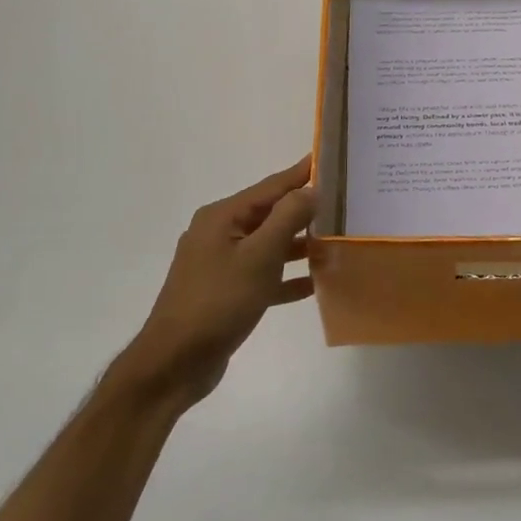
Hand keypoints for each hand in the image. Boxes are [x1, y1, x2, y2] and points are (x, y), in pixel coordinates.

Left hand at [115, 156, 316, 408]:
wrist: (176, 361)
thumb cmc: (218, 302)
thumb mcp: (259, 256)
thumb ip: (287, 218)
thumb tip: (310, 189)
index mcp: (222, 217)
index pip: (271, 187)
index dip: (300, 174)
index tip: (329, 159)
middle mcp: (219, 234)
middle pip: (270, 214)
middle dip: (305, 210)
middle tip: (344, 203)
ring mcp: (221, 264)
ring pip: (269, 246)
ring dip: (300, 245)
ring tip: (337, 242)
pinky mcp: (226, 292)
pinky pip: (263, 275)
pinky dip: (286, 277)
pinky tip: (315, 283)